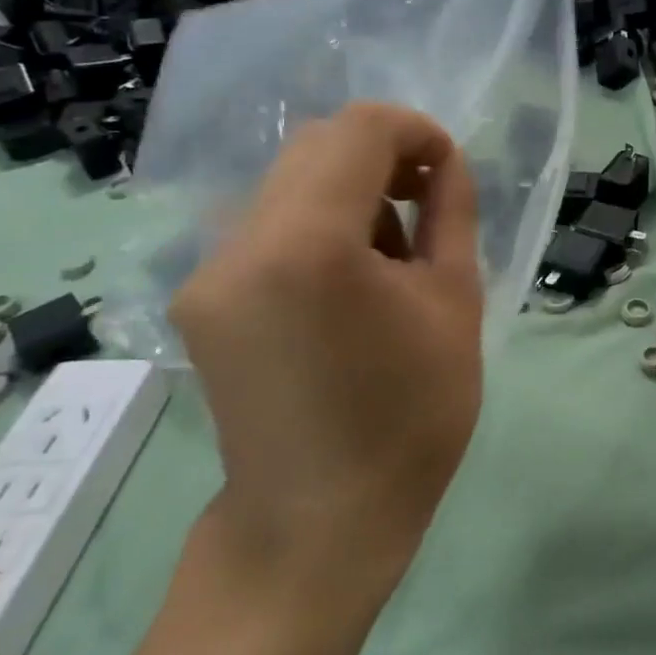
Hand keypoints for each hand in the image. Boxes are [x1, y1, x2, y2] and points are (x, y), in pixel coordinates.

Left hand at [170, 103, 482, 587]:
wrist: (318, 522)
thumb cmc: (410, 417)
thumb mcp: (455, 303)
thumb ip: (451, 214)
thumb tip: (446, 164)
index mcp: (309, 246)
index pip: (359, 131)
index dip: (416, 132)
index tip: (449, 170)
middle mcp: (240, 245)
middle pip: (316, 146)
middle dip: (383, 156)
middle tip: (429, 202)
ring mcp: (208, 272)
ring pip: (289, 183)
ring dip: (350, 191)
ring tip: (392, 254)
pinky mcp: (200, 299)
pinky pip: (267, 226)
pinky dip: (318, 225)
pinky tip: (349, 280)